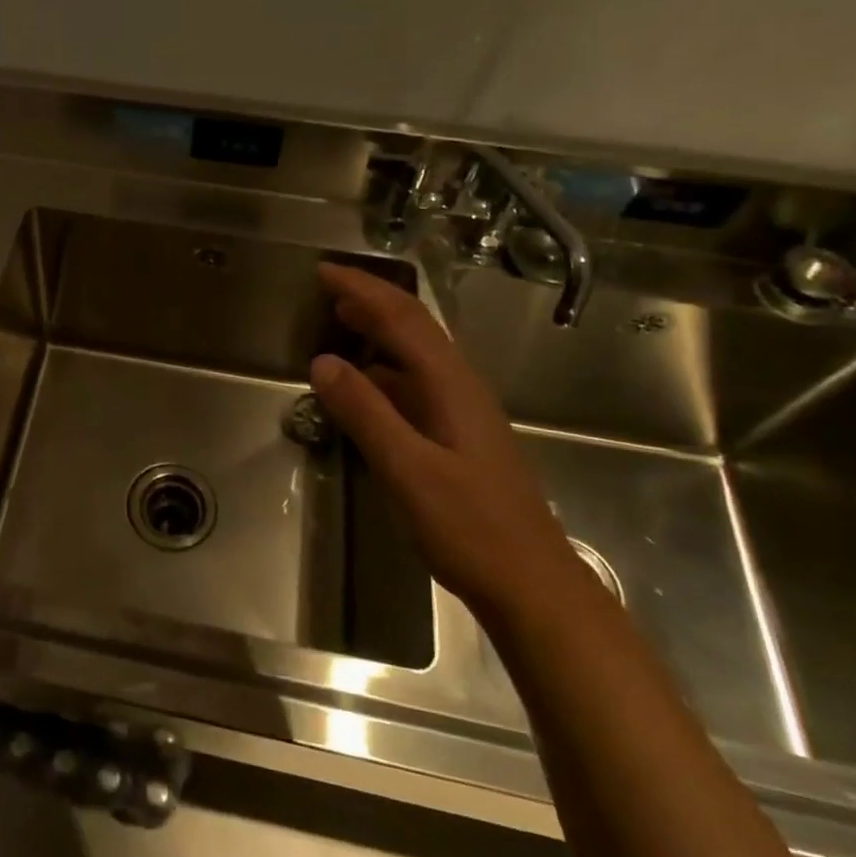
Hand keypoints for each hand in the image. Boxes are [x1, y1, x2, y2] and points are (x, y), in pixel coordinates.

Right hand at [309, 264, 587, 622]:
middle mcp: (461, 388)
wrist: (532, 585)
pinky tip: (365, 387)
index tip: (323, 271)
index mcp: (451, 385)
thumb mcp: (407, 469)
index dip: (363, 290)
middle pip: (415, 328)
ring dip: (380, 332)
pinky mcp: (459, 438)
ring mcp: (463, 413)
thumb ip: (365, 413)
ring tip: (340, 324)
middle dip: (373, 301)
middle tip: (328, 289)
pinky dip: (385, 371)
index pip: (403, 319)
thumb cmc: (470, 527)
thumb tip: (323, 361)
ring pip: (417, 355)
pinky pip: (416, 385)